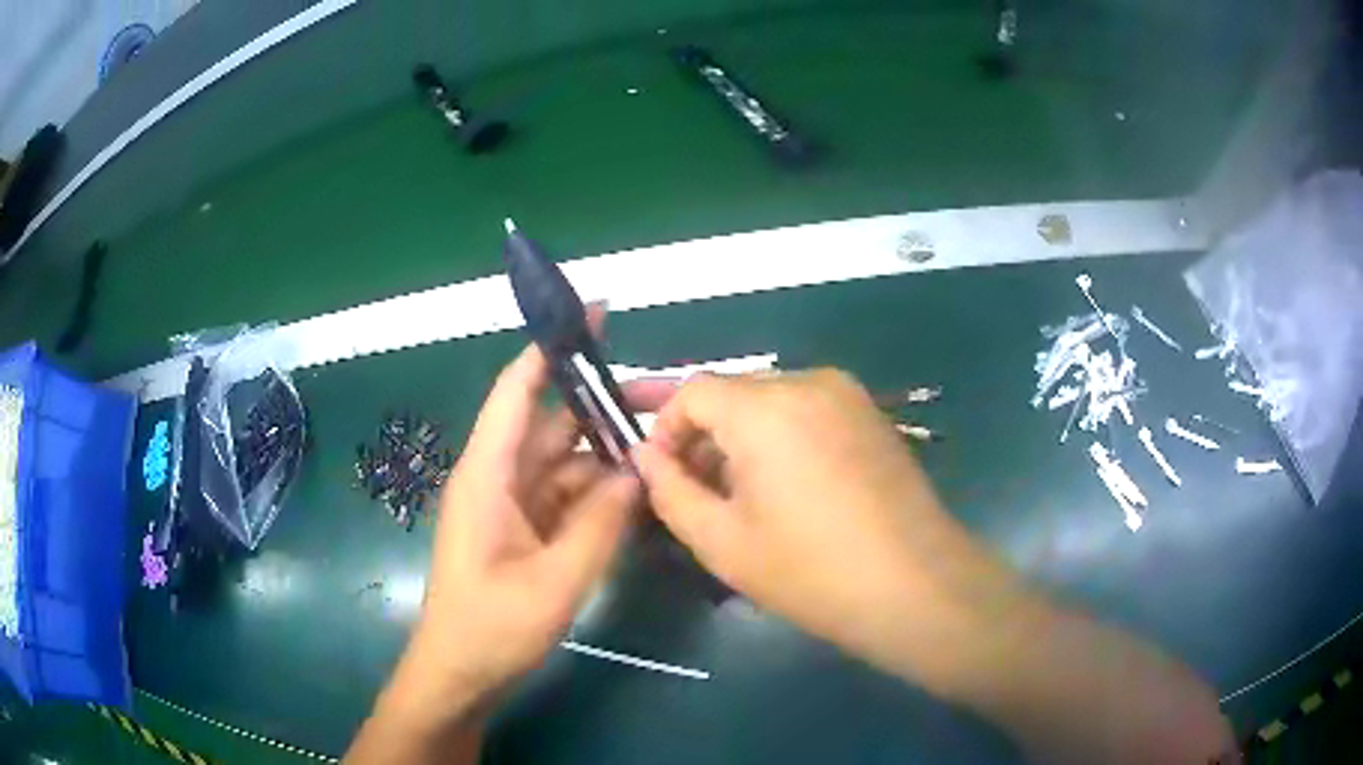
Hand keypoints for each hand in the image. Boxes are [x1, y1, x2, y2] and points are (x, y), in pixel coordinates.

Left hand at [380, 338, 670, 726]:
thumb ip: (602, 523)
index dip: (551, 347)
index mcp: (488, 474)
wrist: (460, 675)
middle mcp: (498, 478)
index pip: (518, 390)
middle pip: (551, 423)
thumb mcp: (556, 580)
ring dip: (606, 455)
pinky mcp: (524, 532)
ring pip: (564, 462)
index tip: (594, 314)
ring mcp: (512, 507)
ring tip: (661, 446)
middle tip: (661, 396)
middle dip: (600, 406)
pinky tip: (637, 494)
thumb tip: (640, 471)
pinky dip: (599, 492)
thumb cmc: (492, 628)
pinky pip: (566, 497)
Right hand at [633, 369, 1019, 688]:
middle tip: (697, 490)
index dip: (665, 429)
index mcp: (764, 407)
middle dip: (704, 436)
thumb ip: (669, 490)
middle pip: (733, 393)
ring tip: (742, 495)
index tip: (663, 476)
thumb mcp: (721, 541)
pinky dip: (782, 437)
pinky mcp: (871, 415)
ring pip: (771, 401)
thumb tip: (645, 456)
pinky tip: (789, 489)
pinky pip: (807, 411)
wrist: (915, 585)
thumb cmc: (810, 571)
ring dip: (743, 437)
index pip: (692, 391)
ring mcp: (847, 395)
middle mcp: (806, 382)